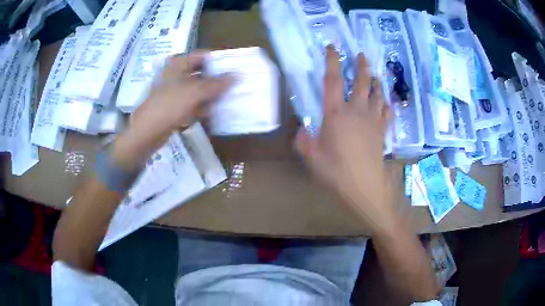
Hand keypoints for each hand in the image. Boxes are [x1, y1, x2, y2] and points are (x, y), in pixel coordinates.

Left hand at [113, 52, 233, 168]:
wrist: (147, 131)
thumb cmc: (170, 105)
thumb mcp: (196, 92)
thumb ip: (217, 83)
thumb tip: (236, 75)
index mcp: (178, 64)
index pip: (202, 56)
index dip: (217, 61)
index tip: (232, 68)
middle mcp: (175, 74)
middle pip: (200, 73)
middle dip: (215, 80)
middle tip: (232, 84)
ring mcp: (173, 91)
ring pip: (196, 89)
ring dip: (210, 94)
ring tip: (227, 99)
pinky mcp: (172, 106)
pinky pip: (191, 103)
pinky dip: (201, 106)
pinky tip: (212, 112)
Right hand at [296, 47, 394, 232]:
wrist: (364, 188)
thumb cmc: (336, 172)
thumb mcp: (311, 158)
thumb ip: (303, 141)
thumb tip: (300, 130)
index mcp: (336, 114)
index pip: (333, 80)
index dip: (332, 61)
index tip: (332, 48)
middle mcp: (356, 111)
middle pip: (362, 81)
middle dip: (362, 66)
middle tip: (361, 55)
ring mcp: (372, 120)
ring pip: (378, 94)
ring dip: (376, 82)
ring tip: (375, 76)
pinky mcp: (382, 131)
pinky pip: (387, 112)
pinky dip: (386, 104)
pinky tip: (385, 103)